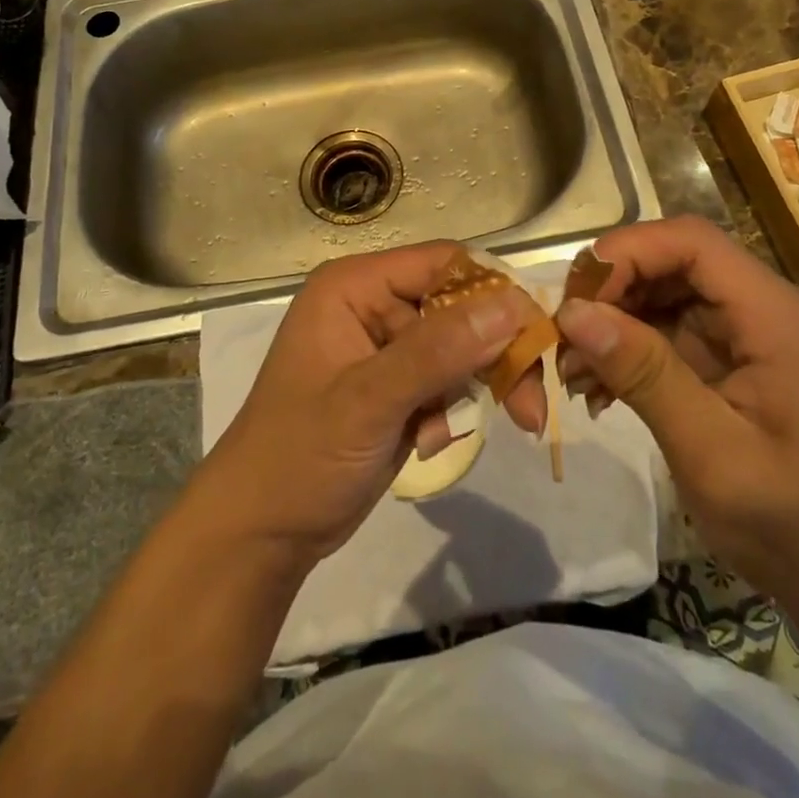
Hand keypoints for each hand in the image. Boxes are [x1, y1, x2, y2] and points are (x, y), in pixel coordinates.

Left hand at [200, 241, 547, 569]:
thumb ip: (440, 350)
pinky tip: (425, 443)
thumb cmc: (300, 456)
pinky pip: (448, 381)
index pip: (445, 264)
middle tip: (530, 408)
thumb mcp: (369, 401)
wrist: (262, 533)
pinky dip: (449, 412)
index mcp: (356, 286)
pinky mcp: (397, 384)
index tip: (536, 339)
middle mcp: (374, 304)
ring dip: (473, 390)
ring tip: (450, 434)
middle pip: (461, 307)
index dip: (495, 293)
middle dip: (493, 356)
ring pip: (462, 347)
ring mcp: (387, 346)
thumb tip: (514, 304)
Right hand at [555, 216, 798, 604]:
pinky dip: (636, 352)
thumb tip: (572, 312)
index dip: (628, 253)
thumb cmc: (793, 525)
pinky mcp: (743, 362)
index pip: (693, 243)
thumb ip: (644, 373)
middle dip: (615, 291)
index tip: (575, 297)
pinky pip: (679, 333)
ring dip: (618, 324)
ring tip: (574, 371)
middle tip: (564, 336)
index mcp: (779, 316)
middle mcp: (771, 309)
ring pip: (671, 296)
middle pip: (678, 263)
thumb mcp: (711, 452)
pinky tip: (601, 388)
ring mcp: (757, 335)